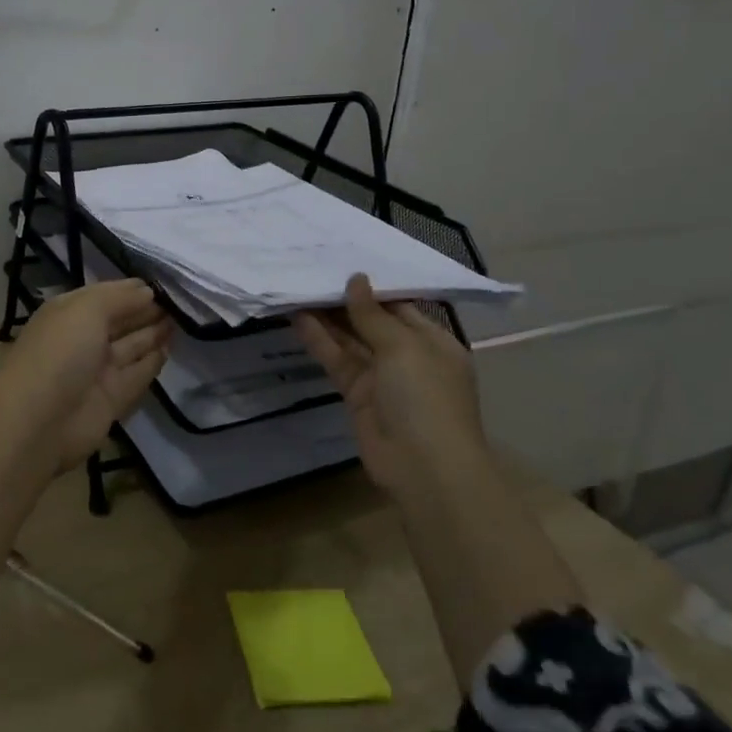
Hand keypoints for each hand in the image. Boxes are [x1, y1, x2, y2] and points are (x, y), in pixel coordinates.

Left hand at [0, 280, 171, 471]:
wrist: (40, 420)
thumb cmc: (61, 351)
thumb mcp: (87, 309)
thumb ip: (120, 298)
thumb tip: (148, 291)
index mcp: (69, 313)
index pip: (105, 295)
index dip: (132, 289)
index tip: (163, 283)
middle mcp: (83, 339)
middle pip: (120, 321)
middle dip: (146, 310)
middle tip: (181, 301)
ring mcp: (97, 371)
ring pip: (131, 347)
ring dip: (153, 333)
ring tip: (182, 319)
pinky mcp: (111, 399)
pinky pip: (137, 375)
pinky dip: (153, 362)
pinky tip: (170, 348)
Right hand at [292, 273, 483, 494]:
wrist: (424, 467)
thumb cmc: (425, 397)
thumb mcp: (403, 346)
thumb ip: (372, 313)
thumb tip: (356, 279)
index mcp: (433, 342)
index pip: (399, 306)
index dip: (371, 287)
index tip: (342, 263)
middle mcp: (408, 356)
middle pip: (371, 321)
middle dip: (345, 301)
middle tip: (313, 272)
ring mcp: (381, 377)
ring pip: (350, 340)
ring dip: (327, 318)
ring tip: (298, 288)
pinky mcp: (356, 394)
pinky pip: (337, 360)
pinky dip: (319, 340)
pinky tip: (298, 318)